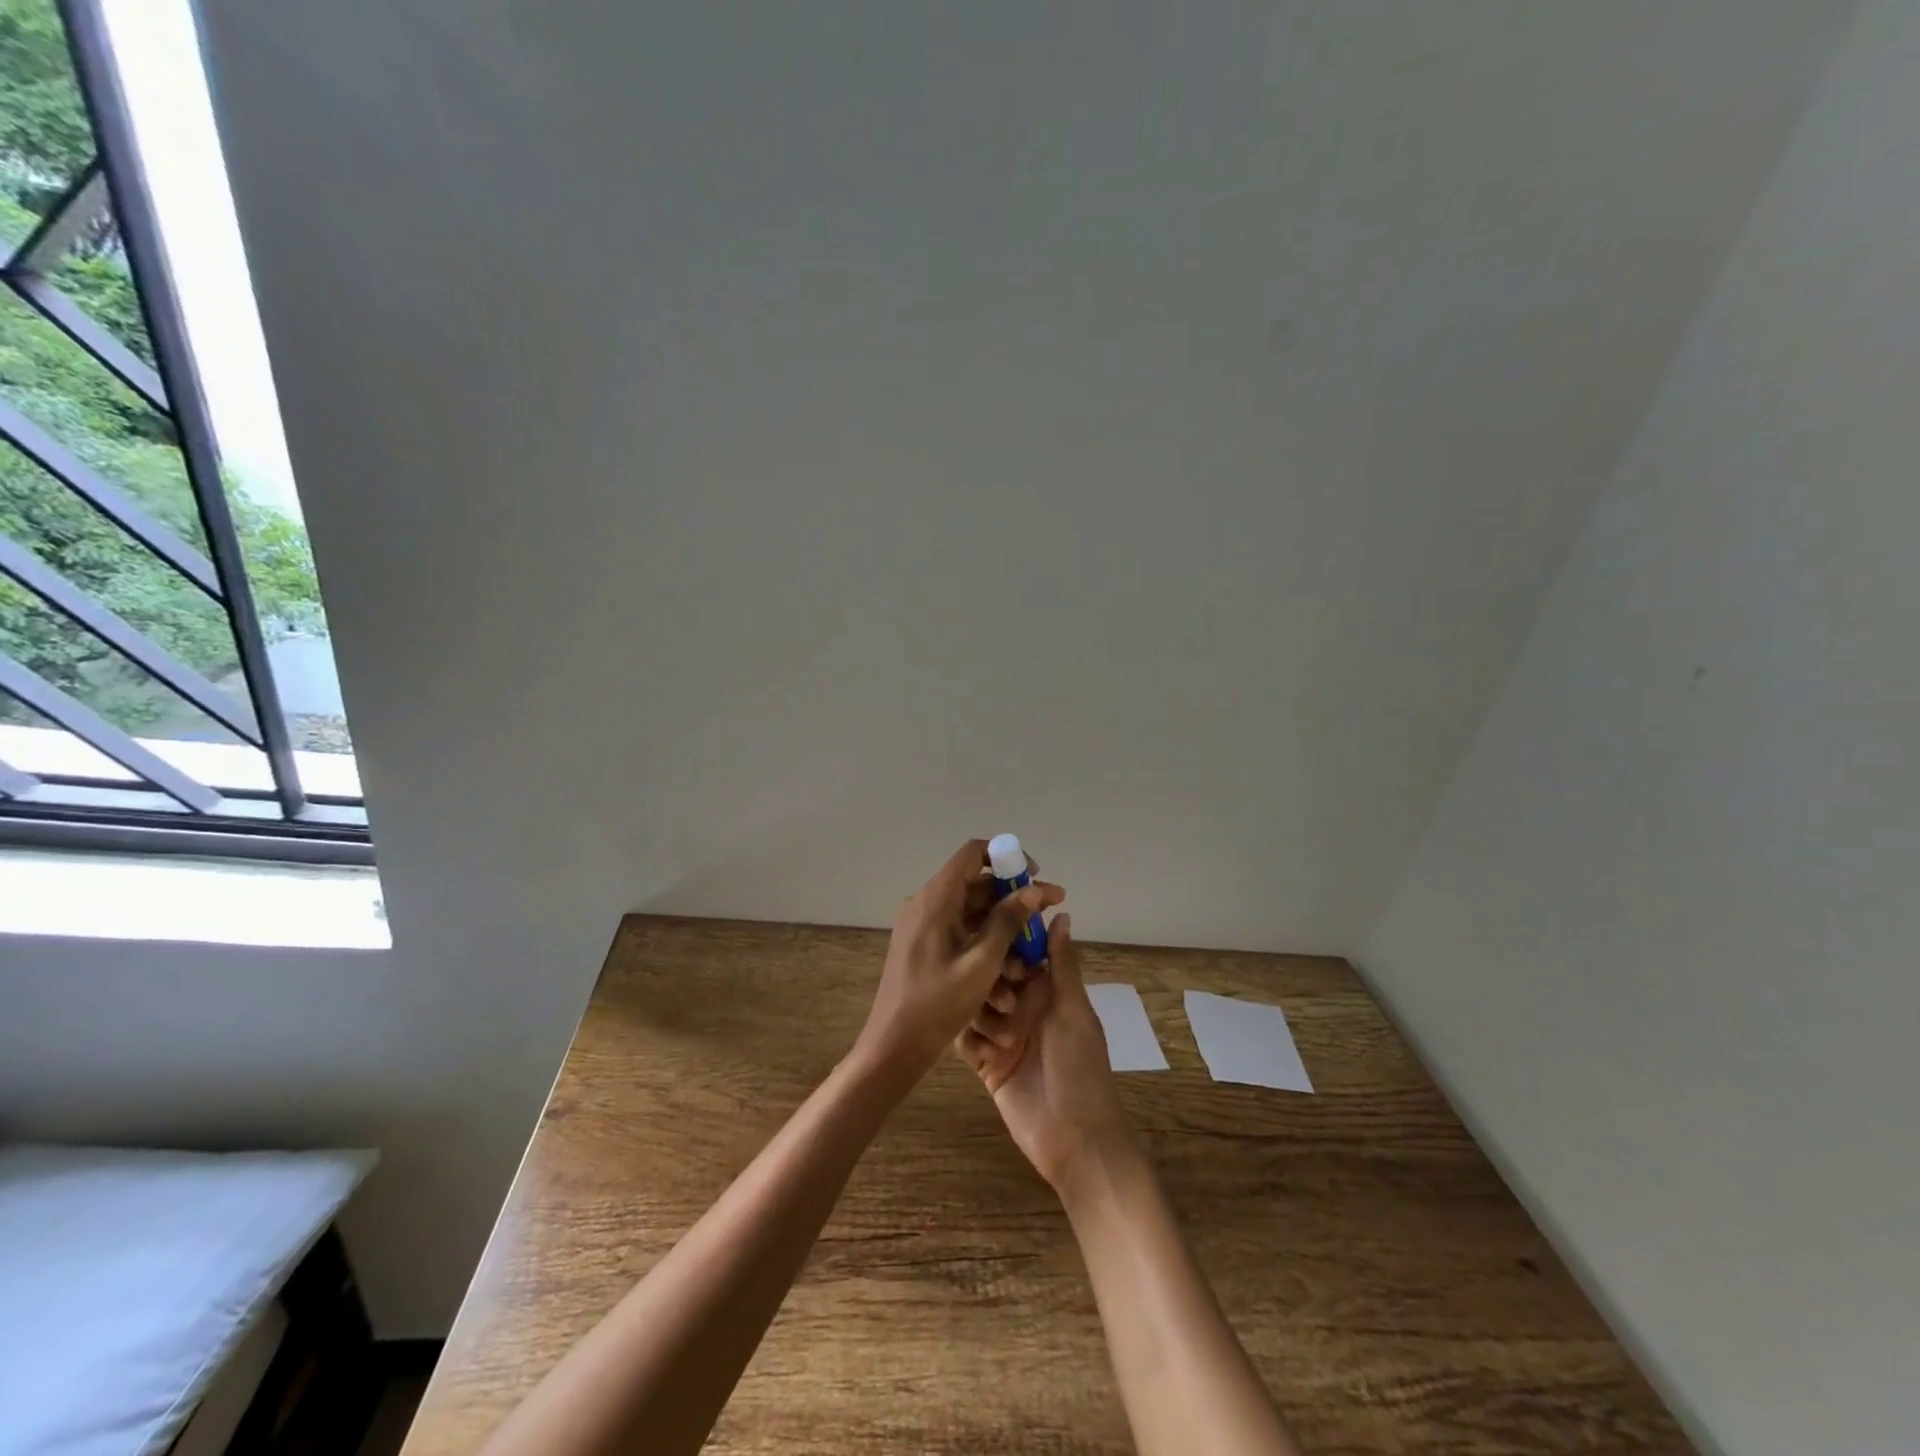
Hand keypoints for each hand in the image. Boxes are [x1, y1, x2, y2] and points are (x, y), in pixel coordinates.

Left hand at [853, 838, 1063, 1093]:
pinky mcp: (924, 945)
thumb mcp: (982, 962)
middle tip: (1050, 912)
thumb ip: (1008, 922)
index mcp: (935, 898)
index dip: (1007, 857)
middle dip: (1015, 900)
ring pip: (972, 913)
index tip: (1035, 875)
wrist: (894, 1045)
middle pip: (976, 885)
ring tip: (1034, 956)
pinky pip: (960, 933)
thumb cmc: (938, 1003)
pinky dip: (985, 946)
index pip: (973, 853)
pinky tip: (1009, 976)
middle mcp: (926, 903)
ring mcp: (923, 925)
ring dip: (1004, 930)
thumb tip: (1033, 890)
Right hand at [958, 914, 1134, 1193]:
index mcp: (1048, 990)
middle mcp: (1024, 1007)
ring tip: (999, 1034)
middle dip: (988, 980)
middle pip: (992, 977)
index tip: (993, 937)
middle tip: (997, 996)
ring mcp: (1003, 1035)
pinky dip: (970, 1040)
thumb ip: (1061, 963)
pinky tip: (980, 1050)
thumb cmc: (1080, 1066)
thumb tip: (1060, 912)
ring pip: (975, 1005)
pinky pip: (966, 1039)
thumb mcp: (1073, 1009)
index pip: (1020, 954)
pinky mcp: (987, 1063)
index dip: (1006, 944)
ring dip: (981, 1013)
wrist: (1074, 1138)